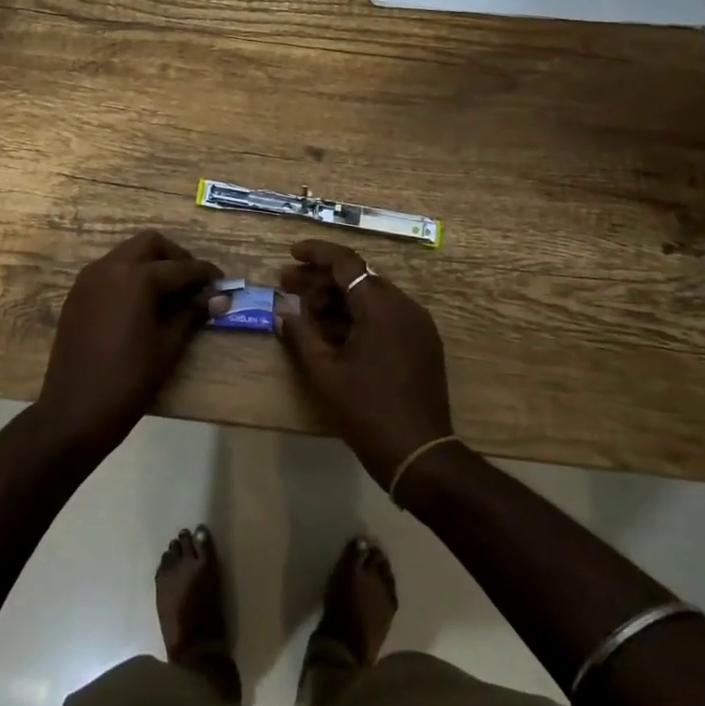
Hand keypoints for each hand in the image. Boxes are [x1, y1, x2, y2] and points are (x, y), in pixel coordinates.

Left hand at [37, 231, 224, 451]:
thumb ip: (192, 313)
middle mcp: (110, 267)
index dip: (205, 274)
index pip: (180, 268)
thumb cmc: (129, 379)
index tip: (222, 283)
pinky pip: (109, 271)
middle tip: (193, 282)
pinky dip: (129, 275)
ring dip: (151, 263)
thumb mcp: (168, 346)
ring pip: (127, 253)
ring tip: (170, 292)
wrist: (75, 409)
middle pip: (150, 244)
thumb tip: (219, 297)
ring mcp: (89, 279)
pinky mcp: (77, 294)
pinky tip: (141, 302)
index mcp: (136, 277)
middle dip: (175, 257)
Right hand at [277, 240, 452, 488]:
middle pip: (358, 277)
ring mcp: (417, 324)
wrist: (418, 452)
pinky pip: (386, 315)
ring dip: (338, 298)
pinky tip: (333, 330)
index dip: (316, 253)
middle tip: (287, 284)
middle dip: (321, 279)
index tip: (291, 253)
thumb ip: (301, 334)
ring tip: (305, 310)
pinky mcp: (422, 342)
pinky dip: (358, 314)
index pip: (346, 262)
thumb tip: (282, 312)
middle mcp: (404, 305)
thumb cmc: (366, 409)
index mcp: (381, 306)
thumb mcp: (325, 372)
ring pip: (372, 296)